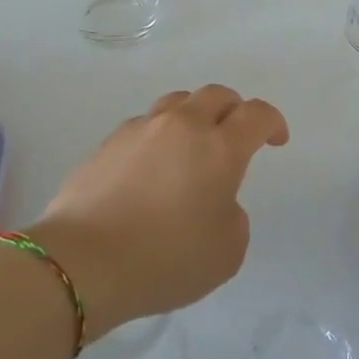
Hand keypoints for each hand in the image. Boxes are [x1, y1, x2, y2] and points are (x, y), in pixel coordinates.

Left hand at [33, 85, 288, 334]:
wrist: (82, 263)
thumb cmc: (166, 260)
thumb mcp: (227, 252)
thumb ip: (233, 217)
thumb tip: (215, 201)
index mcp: (220, 148)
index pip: (257, 114)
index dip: (273, 123)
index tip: (276, 141)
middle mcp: (182, 126)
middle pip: (216, 95)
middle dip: (234, 110)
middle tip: (236, 135)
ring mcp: (140, 130)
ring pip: (176, 103)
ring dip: (193, 116)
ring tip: (191, 146)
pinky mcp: (106, 144)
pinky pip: (143, 126)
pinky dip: (157, 137)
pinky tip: (151, 168)